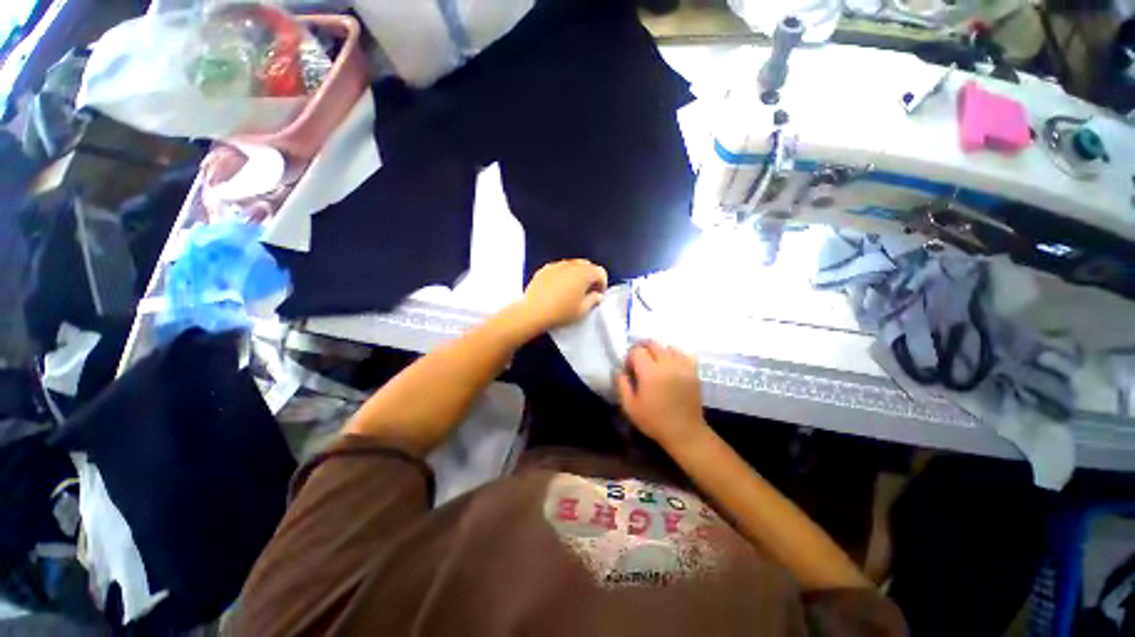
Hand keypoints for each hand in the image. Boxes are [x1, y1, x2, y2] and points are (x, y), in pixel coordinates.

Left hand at [517, 259, 607, 331]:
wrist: (534, 312)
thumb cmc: (561, 312)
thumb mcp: (582, 310)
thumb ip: (593, 300)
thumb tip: (597, 295)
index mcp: (584, 273)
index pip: (600, 272)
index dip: (602, 283)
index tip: (598, 295)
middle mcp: (571, 265)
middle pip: (587, 265)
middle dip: (590, 276)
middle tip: (587, 291)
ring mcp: (556, 265)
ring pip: (572, 265)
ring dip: (576, 274)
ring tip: (572, 289)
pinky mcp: (544, 269)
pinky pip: (558, 268)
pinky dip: (562, 275)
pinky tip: (558, 288)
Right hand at [616, 342, 707, 448]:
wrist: (685, 432)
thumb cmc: (654, 421)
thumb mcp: (630, 407)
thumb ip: (621, 385)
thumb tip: (618, 370)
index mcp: (650, 373)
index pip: (637, 351)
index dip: (630, 357)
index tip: (629, 369)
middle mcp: (667, 364)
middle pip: (653, 344)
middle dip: (643, 349)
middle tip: (640, 363)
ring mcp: (683, 366)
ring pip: (668, 346)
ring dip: (659, 351)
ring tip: (656, 363)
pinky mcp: (693, 371)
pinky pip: (684, 353)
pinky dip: (675, 354)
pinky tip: (671, 364)